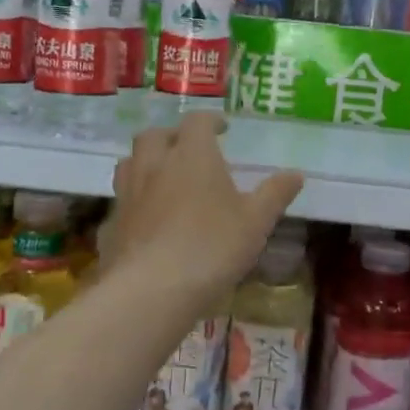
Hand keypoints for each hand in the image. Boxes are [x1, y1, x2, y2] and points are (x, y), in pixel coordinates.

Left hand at [106, 113, 303, 302]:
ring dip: (147, 161)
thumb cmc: (212, 246)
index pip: (197, 122)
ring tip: (163, 176)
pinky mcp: (112, 223)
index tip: (222, 128)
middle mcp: (155, 165)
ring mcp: (128, 193)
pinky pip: (122, 199)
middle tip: (188, 149)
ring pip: (130, 162)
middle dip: (172, 136)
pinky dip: (135, 199)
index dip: (210, 121)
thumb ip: (275, 194)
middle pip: (155, 136)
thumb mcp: (256, 221)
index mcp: (192, 155)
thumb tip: (296, 174)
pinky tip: (147, 217)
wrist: (153, 288)